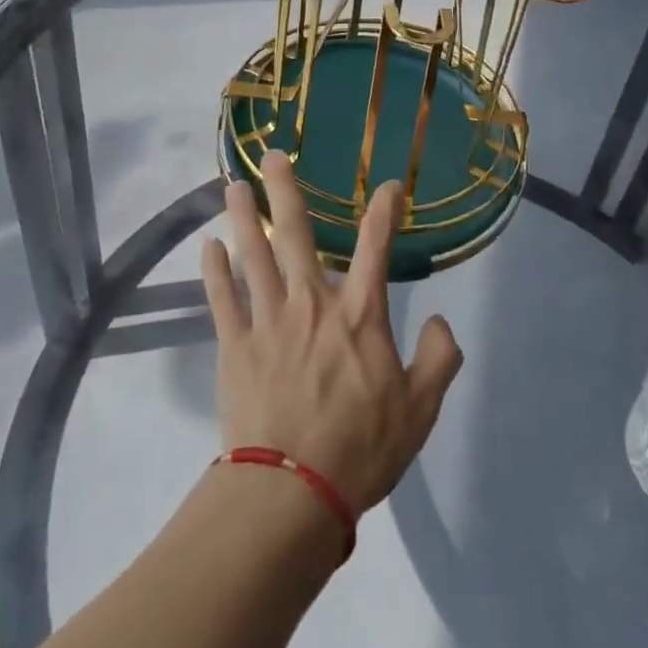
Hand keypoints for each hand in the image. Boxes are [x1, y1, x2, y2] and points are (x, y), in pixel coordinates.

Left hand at [200, 149, 463, 515]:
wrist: (294, 491)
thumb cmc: (361, 449)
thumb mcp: (420, 410)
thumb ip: (438, 359)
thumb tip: (439, 321)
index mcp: (359, 315)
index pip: (376, 247)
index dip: (384, 210)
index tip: (388, 185)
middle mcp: (312, 303)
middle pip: (298, 234)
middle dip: (285, 191)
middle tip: (271, 156)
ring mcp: (269, 320)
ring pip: (254, 256)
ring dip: (243, 218)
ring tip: (233, 187)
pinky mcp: (235, 344)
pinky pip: (222, 298)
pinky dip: (214, 271)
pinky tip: (208, 247)